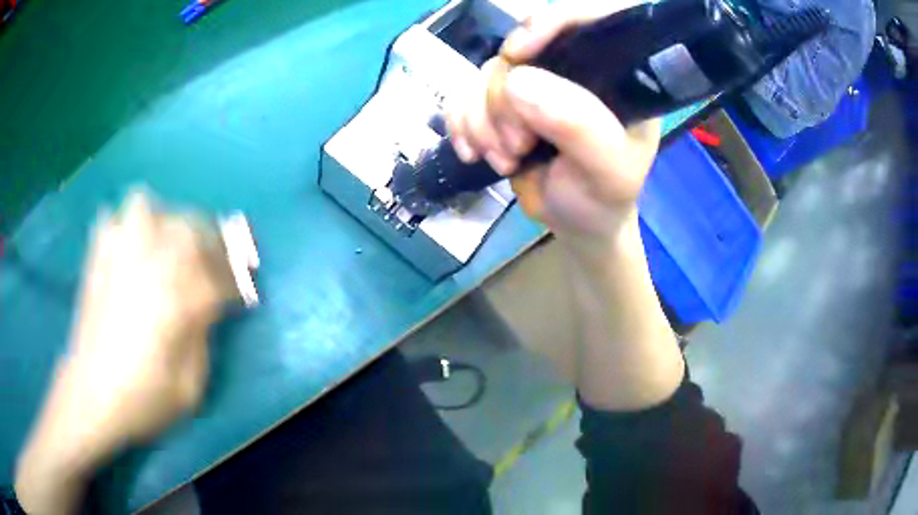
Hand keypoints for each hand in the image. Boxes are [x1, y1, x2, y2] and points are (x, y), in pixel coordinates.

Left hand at [16, 189, 237, 513]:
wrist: (90, 397)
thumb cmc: (142, 401)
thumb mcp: (189, 388)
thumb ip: (202, 339)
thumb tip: (208, 307)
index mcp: (175, 302)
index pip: (219, 277)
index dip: (236, 283)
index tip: (243, 292)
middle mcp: (148, 267)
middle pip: (189, 228)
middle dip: (212, 239)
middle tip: (217, 258)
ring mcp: (118, 257)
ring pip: (148, 208)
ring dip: (167, 220)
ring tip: (171, 242)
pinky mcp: (97, 259)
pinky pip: (114, 220)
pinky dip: (127, 226)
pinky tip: (133, 246)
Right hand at [447, 1, 659, 254]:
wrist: (576, 223)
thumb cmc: (602, 197)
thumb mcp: (607, 169)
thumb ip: (578, 125)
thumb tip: (517, 79)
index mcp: (613, 73)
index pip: (583, 18)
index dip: (546, 22)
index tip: (517, 55)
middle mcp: (573, 68)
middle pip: (521, 48)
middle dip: (505, 100)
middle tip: (519, 147)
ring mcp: (536, 82)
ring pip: (487, 72)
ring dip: (482, 119)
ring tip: (505, 159)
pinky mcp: (504, 101)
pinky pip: (465, 93)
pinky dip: (461, 122)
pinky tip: (473, 152)